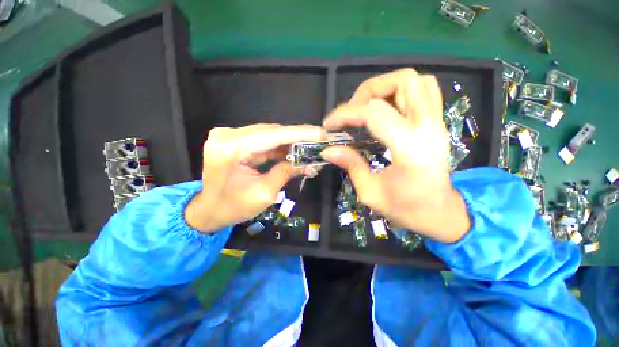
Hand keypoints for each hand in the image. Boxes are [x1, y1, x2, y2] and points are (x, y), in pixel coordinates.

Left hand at [185, 124, 324, 232]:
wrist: (209, 210)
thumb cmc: (233, 207)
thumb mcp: (265, 193)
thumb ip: (286, 172)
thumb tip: (309, 163)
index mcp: (230, 149)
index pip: (272, 135)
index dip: (299, 133)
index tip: (320, 133)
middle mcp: (228, 136)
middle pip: (271, 132)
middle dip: (297, 138)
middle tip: (318, 143)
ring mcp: (230, 136)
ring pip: (269, 135)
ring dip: (290, 143)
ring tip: (309, 151)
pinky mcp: (235, 140)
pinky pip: (263, 141)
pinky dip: (279, 147)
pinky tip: (294, 153)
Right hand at [321, 69, 470, 242]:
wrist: (439, 212)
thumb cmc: (406, 208)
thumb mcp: (370, 192)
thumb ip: (350, 165)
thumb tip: (328, 149)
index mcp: (410, 148)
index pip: (374, 113)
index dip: (346, 114)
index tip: (329, 125)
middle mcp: (428, 127)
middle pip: (402, 81)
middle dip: (368, 91)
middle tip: (351, 111)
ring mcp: (436, 122)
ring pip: (415, 80)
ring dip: (385, 86)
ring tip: (366, 107)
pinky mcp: (437, 122)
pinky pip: (424, 89)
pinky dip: (401, 90)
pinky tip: (386, 107)